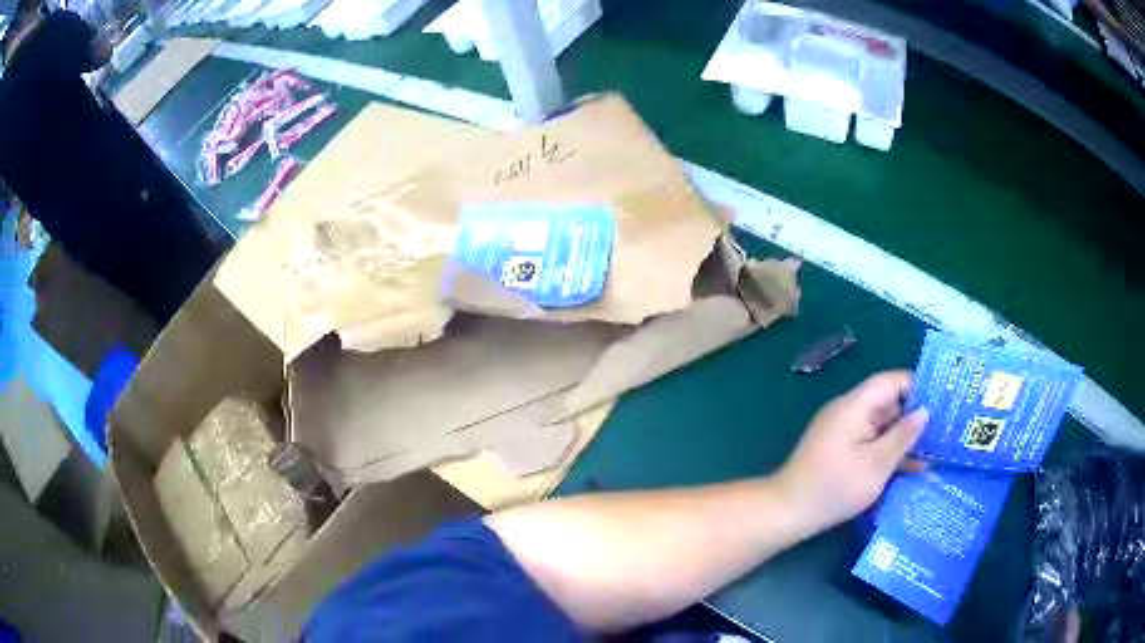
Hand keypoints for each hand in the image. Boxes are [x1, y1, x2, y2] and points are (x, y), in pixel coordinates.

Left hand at [775, 371, 928, 533]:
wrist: (787, 512)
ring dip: (904, 439)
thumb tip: (924, 411)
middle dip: (915, 417)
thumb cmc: (834, 487)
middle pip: (888, 404)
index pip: (891, 381)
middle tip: (946, 429)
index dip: (917, 387)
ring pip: (882, 426)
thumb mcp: (876, 464)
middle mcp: (848, 411)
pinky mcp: (840, 450)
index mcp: (855, 405)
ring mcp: (843, 431)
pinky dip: (888, 452)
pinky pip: (871, 442)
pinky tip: (912, 468)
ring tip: (936, 452)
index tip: (942, 401)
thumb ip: (902, 436)